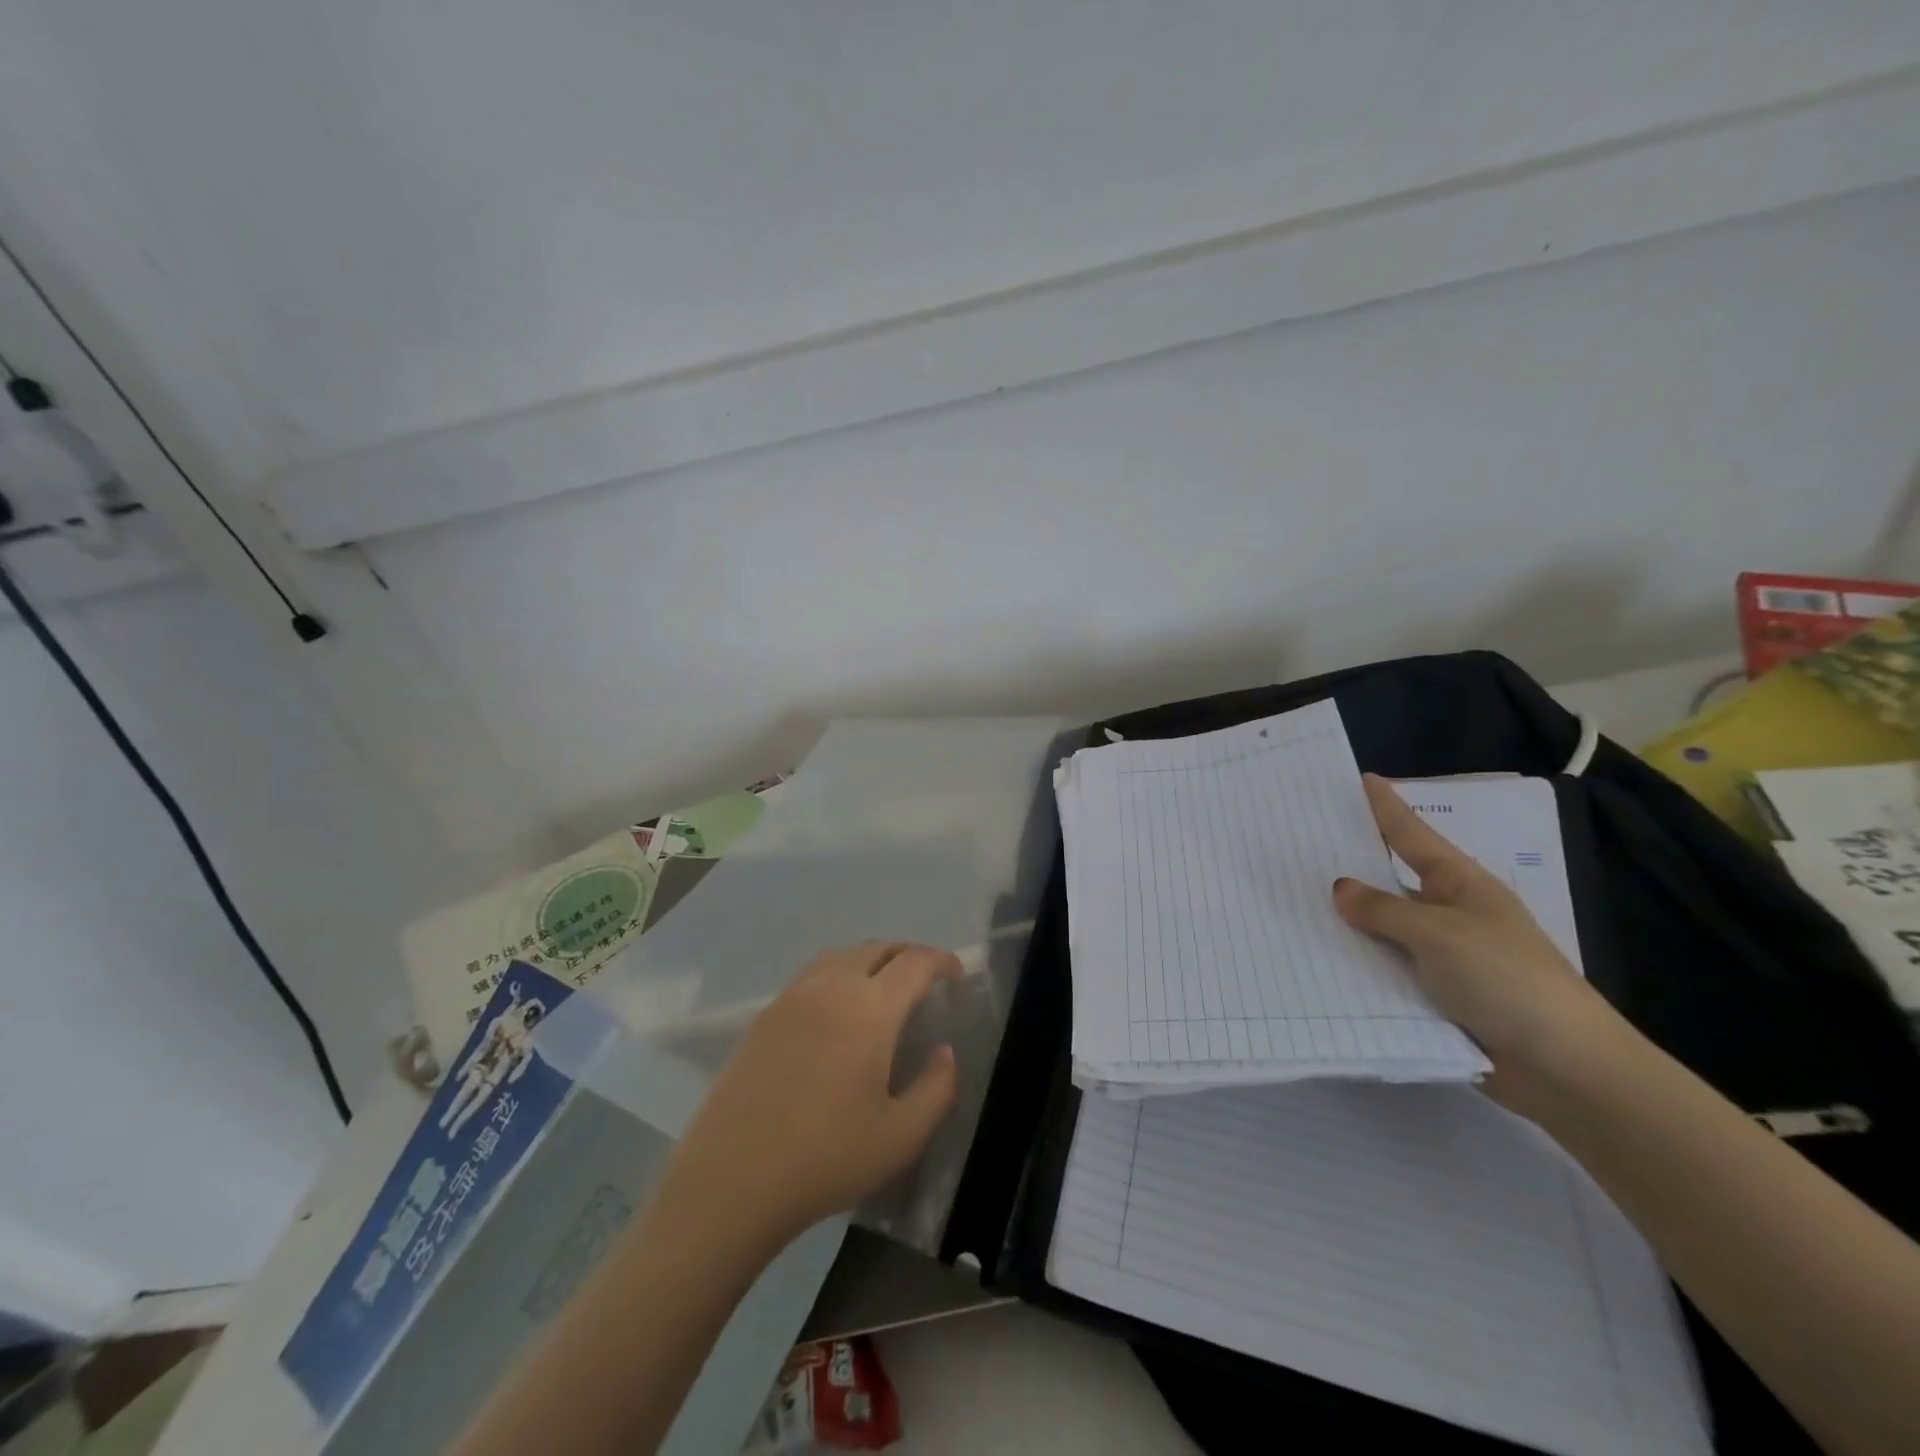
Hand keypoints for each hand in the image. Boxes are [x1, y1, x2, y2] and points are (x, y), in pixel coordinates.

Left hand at [660, 942, 961, 1250]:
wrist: (731, 1179)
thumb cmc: (826, 1159)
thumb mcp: (902, 1136)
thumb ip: (937, 1088)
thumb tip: (943, 1051)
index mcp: (870, 1009)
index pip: (915, 962)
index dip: (942, 961)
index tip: (956, 977)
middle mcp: (832, 987)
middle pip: (878, 947)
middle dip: (908, 955)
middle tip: (925, 981)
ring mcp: (793, 997)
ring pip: (842, 955)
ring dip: (871, 960)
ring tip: (883, 990)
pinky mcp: (765, 1015)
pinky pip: (812, 974)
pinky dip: (838, 974)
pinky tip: (838, 1011)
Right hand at [1332, 774, 1623, 1110]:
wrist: (1564, 1068)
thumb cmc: (1507, 980)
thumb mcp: (1439, 934)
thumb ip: (1383, 910)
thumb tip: (1339, 888)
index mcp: (1460, 884)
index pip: (1412, 834)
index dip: (1386, 807)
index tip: (1359, 779)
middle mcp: (1448, 913)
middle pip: (1389, 879)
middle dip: (1350, 863)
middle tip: (1300, 842)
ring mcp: (1441, 955)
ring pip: (1381, 927)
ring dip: (1346, 920)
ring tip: (1291, 899)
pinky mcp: (1433, 994)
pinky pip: (1383, 968)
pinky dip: (1355, 961)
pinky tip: (1314, 955)